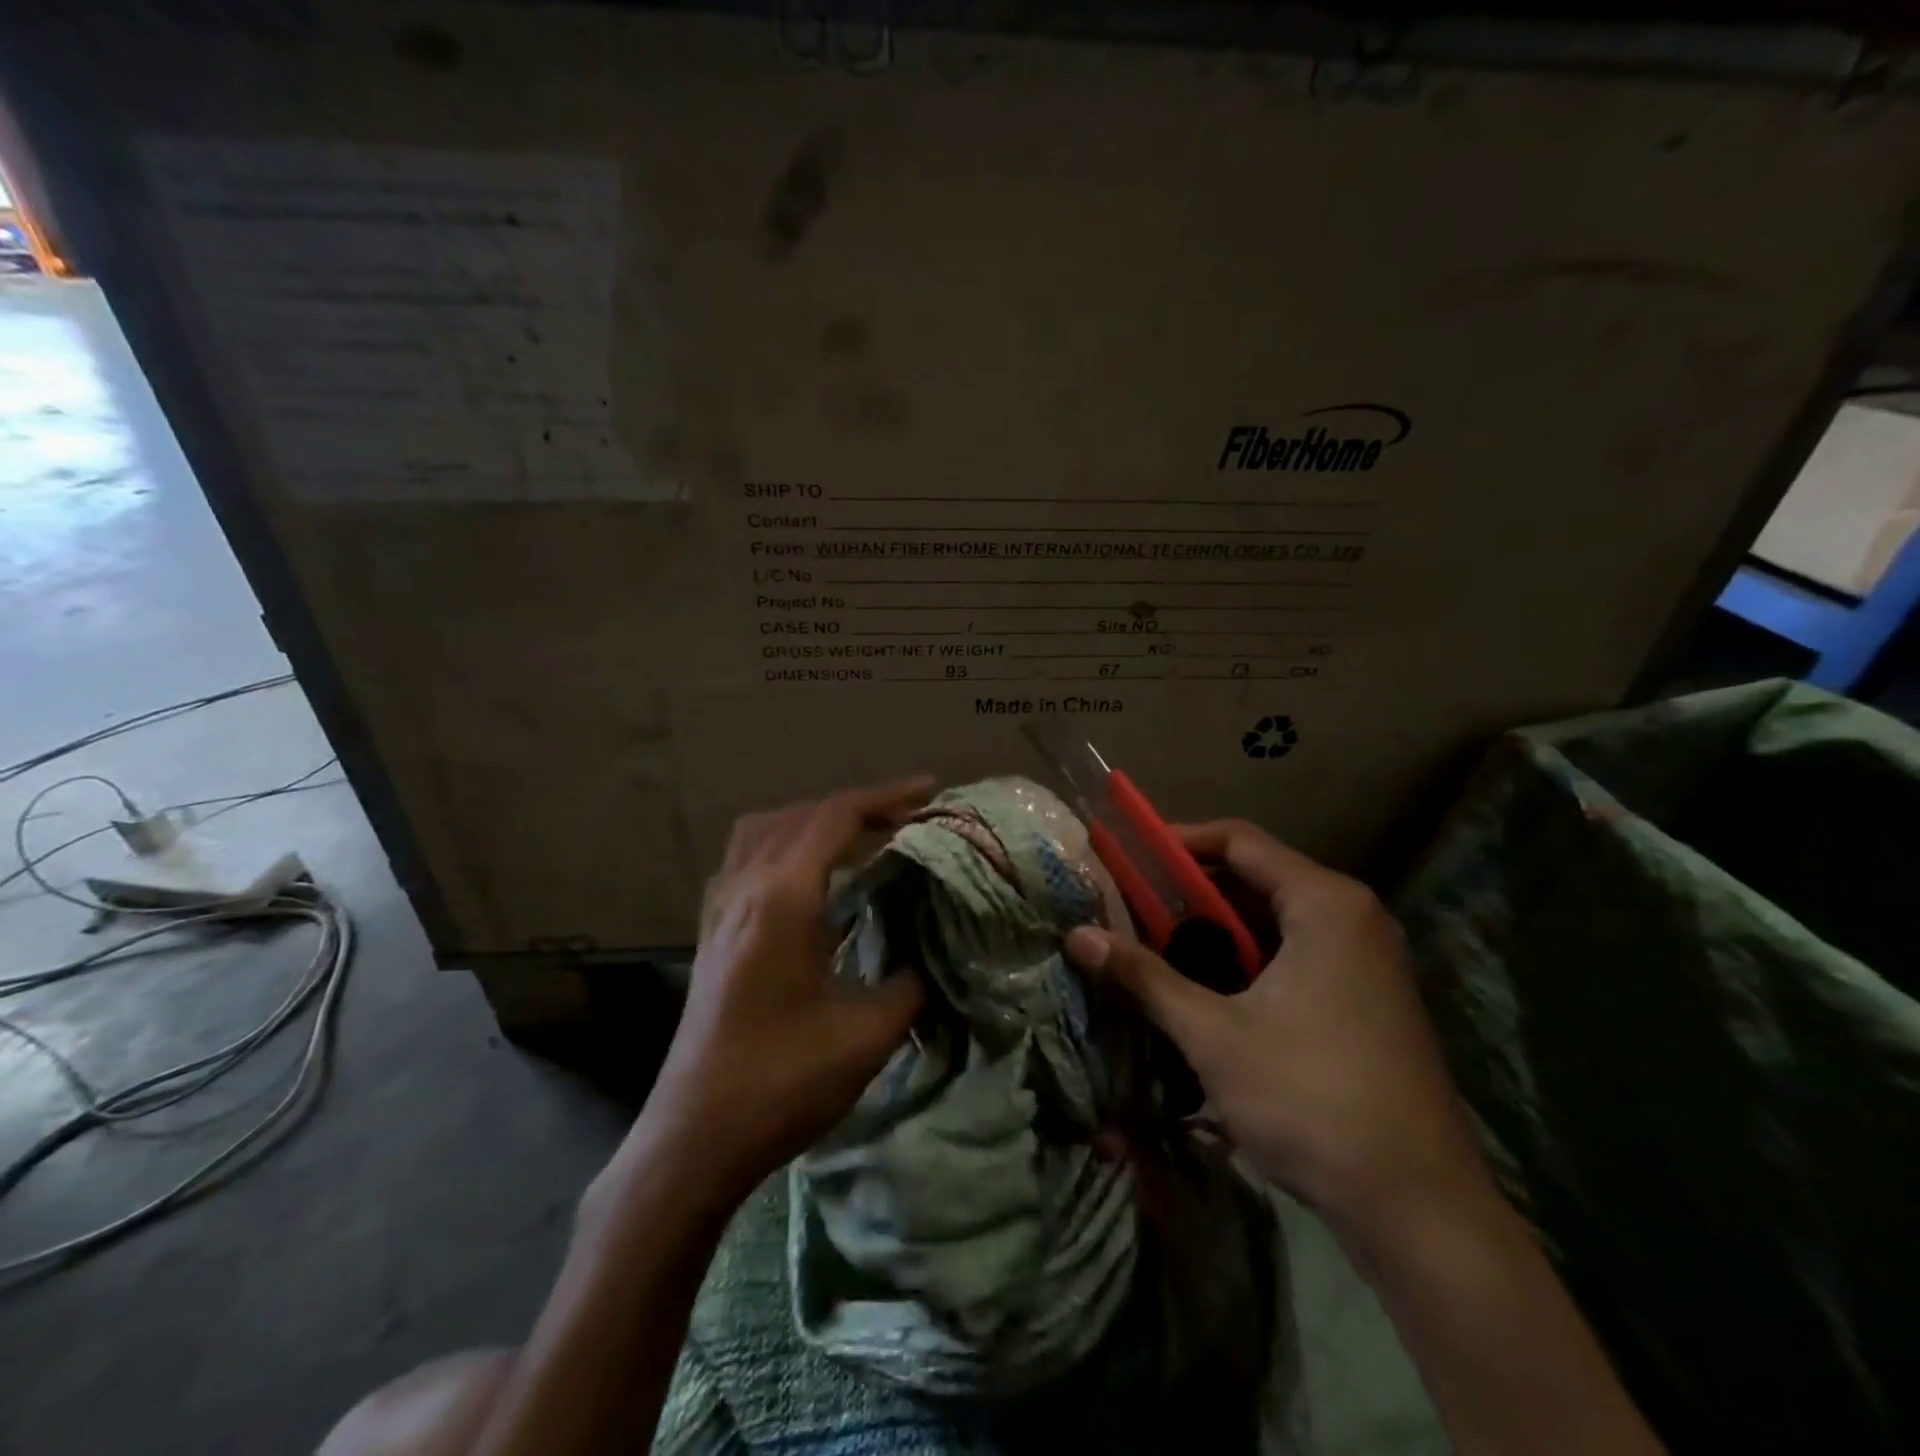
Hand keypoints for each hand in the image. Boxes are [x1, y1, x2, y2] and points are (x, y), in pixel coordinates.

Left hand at [642, 777, 933, 1198]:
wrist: (694, 1137)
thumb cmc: (782, 1082)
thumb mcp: (867, 1036)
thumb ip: (912, 985)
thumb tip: (936, 955)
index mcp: (782, 899)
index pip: (836, 818)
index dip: (886, 797)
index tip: (930, 790)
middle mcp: (745, 888)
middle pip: (802, 815)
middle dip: (858, 806)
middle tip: (906, 818)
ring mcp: (721, 908)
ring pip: (766, 830)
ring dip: (814, 820)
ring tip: (859, 838)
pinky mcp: (711, 931)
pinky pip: (747, 858)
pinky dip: (785, 844)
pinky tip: (810, 878)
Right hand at [1065, 820, 1488, 1228]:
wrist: (1420, 1210)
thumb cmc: (1312, 1100)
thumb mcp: (1213, 1035)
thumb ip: (1144, 977)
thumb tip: (1077, 936)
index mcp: (1324, 904)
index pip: (1239, 841)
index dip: (1177, 842)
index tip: (1126, 858)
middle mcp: (1352, 917)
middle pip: (1255, 879)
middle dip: (1189, 896)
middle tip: (1132, 916)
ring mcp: (1366, 960)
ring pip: (1273, 922)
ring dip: (1215, 934)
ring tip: (1159, 957)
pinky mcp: (1367, 999)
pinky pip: (1295, 955)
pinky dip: (1247, 963)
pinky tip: (1210, 998)